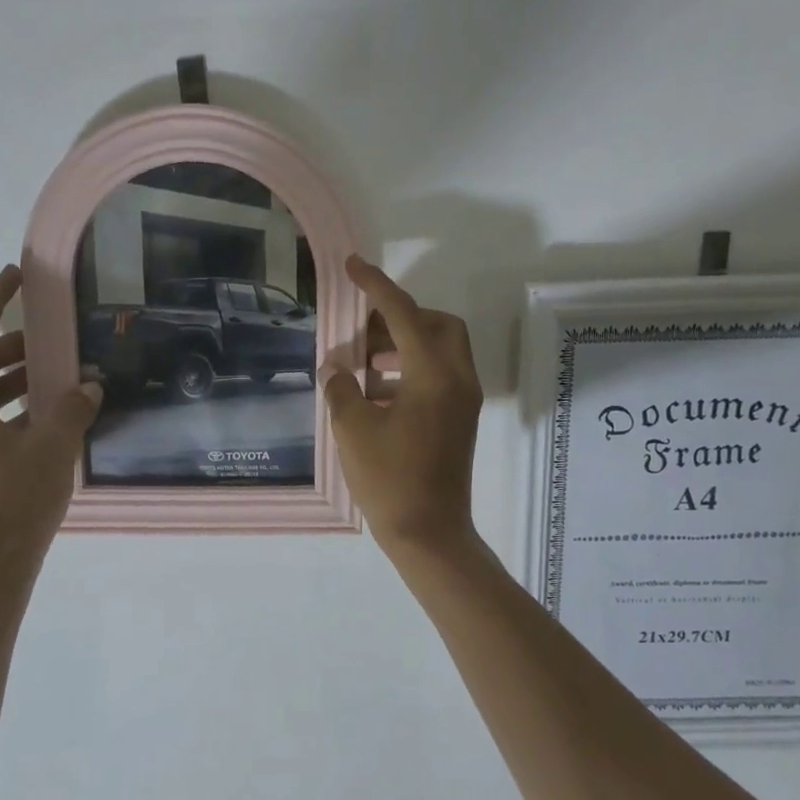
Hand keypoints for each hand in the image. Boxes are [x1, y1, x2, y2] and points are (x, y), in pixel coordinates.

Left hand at [0, 266, 100, 564]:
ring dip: (23, 377)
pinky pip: (0, 416)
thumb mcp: (52, 446)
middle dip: (17, 344)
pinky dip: (24, 405)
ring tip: (64, 370)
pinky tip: (59, 411)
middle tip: (54, 332)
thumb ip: (72, 407)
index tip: (13, 275)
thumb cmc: (16, 499)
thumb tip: (90, 385)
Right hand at [322, 255, 483, 556]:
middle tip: (365, 330)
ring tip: (364, 363)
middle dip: (402, 317)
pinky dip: (412, 369)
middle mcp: (458, 379)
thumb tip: (335, 368)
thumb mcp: (353, 430)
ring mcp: (464, 400)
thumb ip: (341, 388)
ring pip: (441, 350)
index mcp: (434, 374)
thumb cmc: (389, 480)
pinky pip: (441, 375)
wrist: (429, 533)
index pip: (404, 314)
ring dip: (405, 345)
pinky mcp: (461, 419)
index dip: (375, 286)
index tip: (352, 266)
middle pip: (438, 324)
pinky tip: (378, 392)